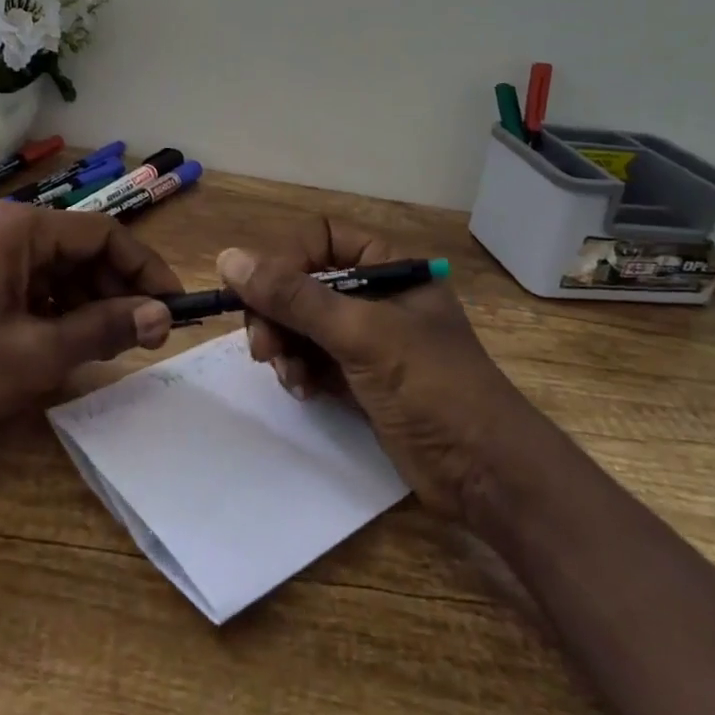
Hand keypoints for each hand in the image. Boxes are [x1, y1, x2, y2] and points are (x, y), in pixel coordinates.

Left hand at [0, 199, 181, 451]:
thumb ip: (104, 329)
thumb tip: (163, 316)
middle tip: (145, 340)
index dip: (146, 271)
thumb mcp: (35, 354)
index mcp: (22, 229)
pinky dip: (63, 316)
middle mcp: (9, 231)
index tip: (174, 309)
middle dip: (120, 293)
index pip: (105, 236)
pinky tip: (73, 349)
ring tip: (112, 349)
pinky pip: (38, 291)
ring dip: (93, 307)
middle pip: (86, 253)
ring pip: (64, 274)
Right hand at [217, 220, 527, 520]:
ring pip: (302, 323)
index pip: (321, 239)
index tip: (257, 295)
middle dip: (278, 312)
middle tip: (262, 347)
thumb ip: (294, 297)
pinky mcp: (360, 379)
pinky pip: (312, 359)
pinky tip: (301, 391)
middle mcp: (376, 296)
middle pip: (304, 283)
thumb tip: (228, 258)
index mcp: (390, 268)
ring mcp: (368, 340)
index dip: (286, 260)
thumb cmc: (432, 387)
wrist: (486, 475)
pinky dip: (299, 370)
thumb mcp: (360, 334)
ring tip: (288, 376)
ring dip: (285, 346)